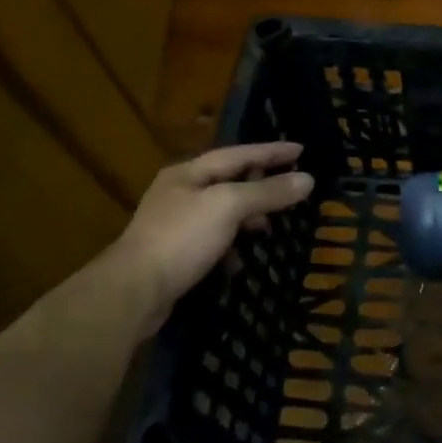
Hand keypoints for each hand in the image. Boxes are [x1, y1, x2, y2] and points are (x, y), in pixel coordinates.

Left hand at [112, 142, 313, 327]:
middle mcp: (179, 193)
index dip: (271, 151)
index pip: (238, 154)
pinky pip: (213, 241)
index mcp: (188, 173)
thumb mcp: (229, 206)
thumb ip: (268, 192)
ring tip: (270, 227)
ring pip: (222, 213)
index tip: (302, 149)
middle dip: (261, 185)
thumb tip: (308, 179)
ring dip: (248, 219)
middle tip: (291, 189)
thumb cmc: (181, 239)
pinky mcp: (175, 254)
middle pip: (229, 181)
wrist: (133, 293)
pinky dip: (231, 246)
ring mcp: (175, 225)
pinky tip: (240, 261)